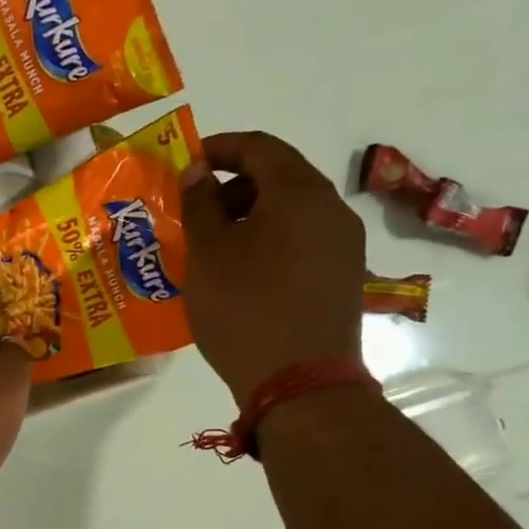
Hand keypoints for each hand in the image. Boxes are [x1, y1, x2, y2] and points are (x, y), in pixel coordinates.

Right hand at [181, 131, 365, 403]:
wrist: (300, 381)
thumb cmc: (244, 308)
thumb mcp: (207, 254)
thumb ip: (199, 204)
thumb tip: (198, 171)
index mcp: (299, 192)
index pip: (259, 147)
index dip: (219, 148)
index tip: (185, 165)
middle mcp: (331, 210)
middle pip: (279, 178)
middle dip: (231, 187)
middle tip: (193, 213)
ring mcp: (343, 246)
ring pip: (291, 213)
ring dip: (249, 218)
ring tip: (211, 249)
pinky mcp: (342, 279)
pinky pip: (301, 243)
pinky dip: (268, 243)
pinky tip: (240, 275)